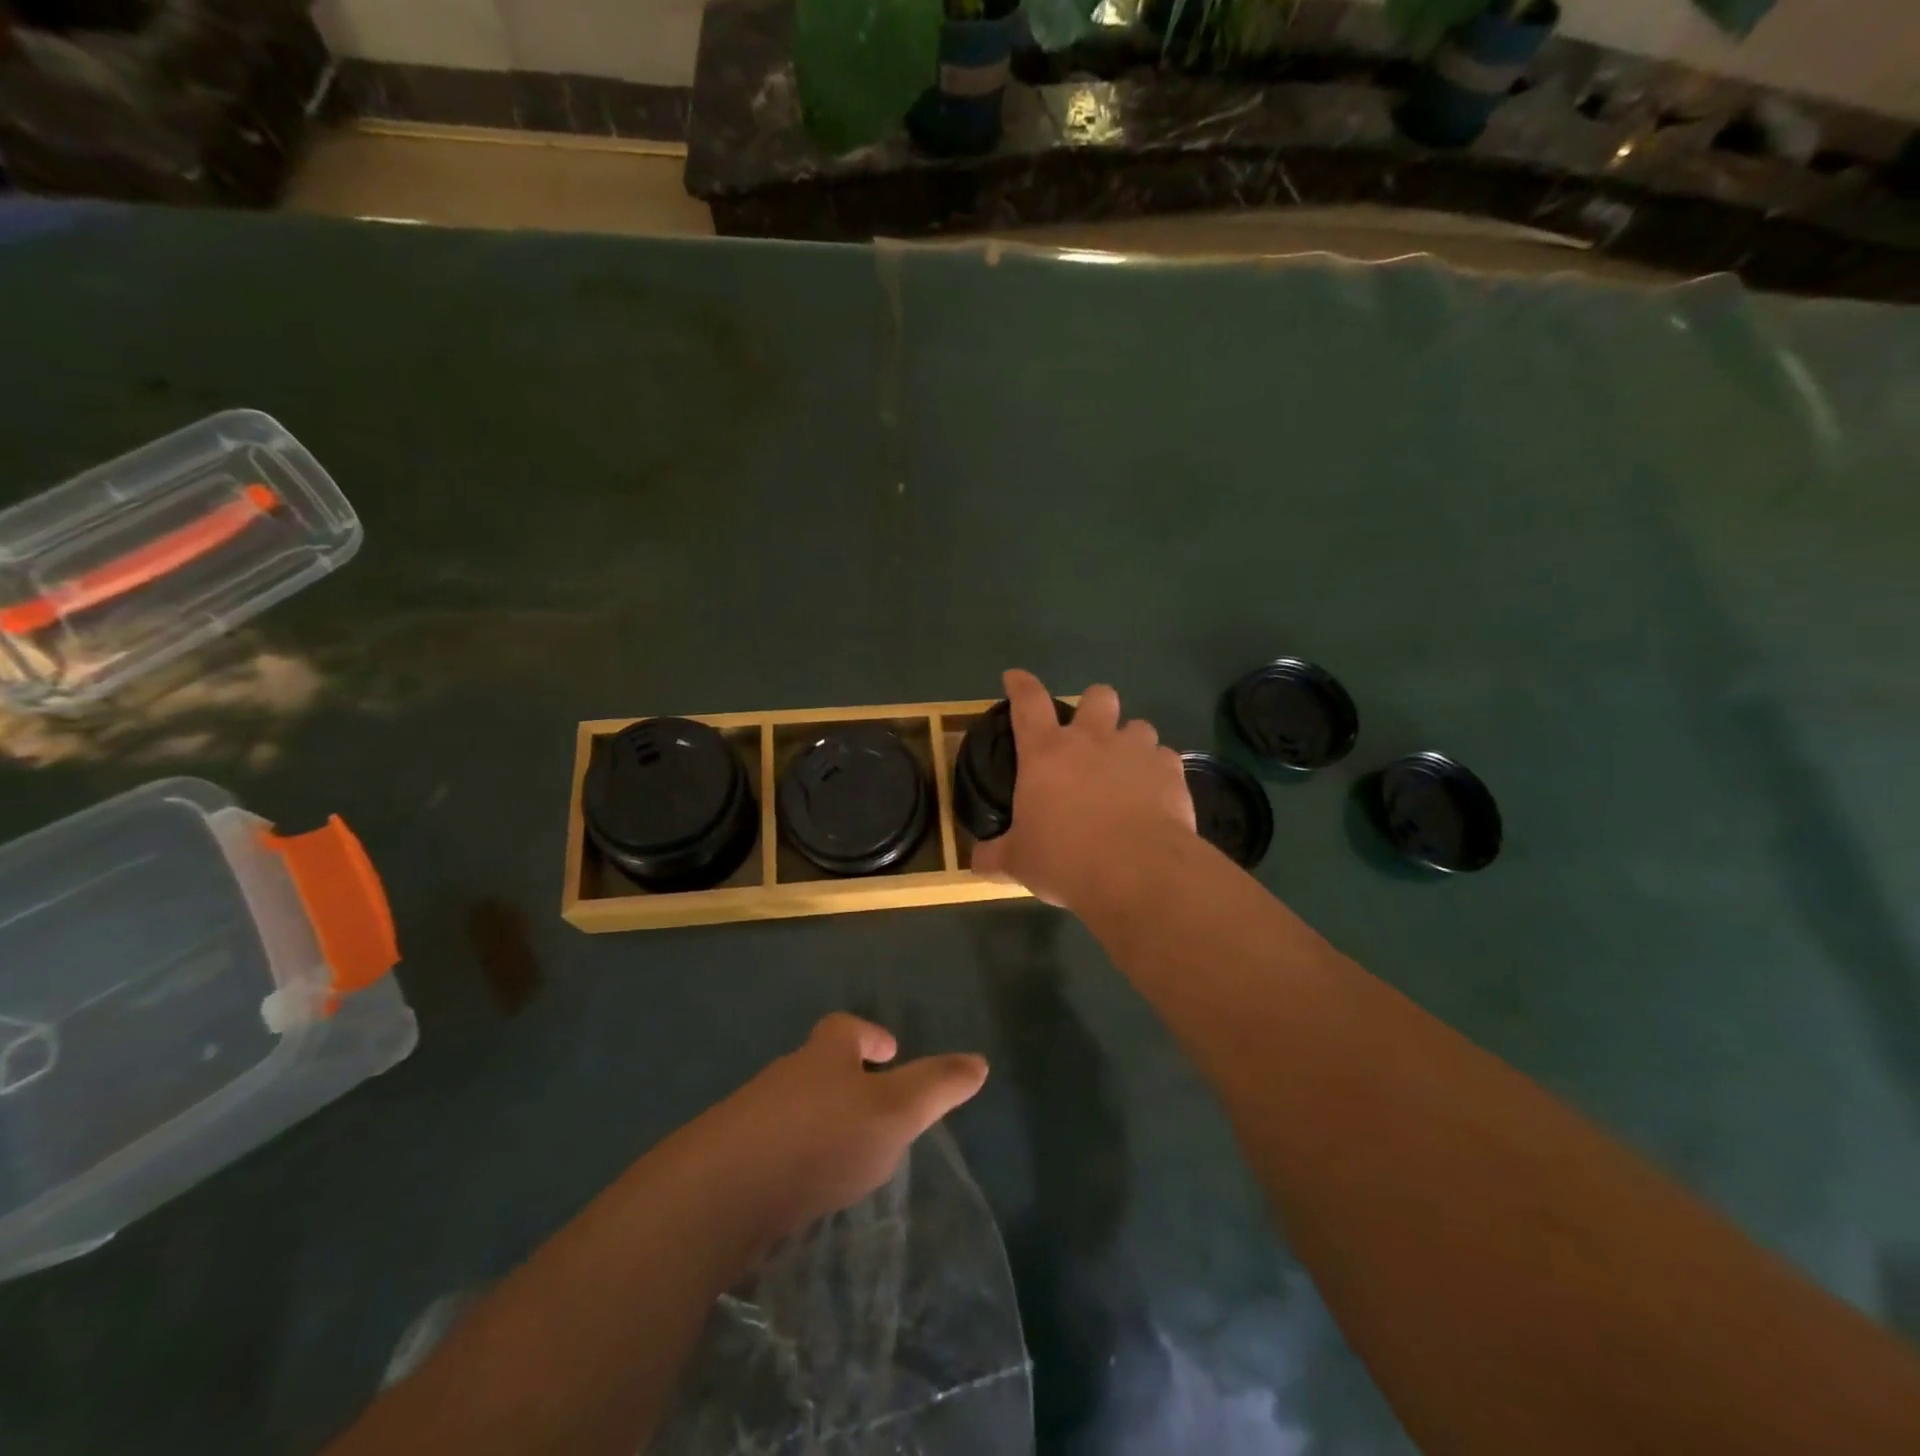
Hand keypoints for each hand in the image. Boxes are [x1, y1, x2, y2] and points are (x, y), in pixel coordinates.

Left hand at [699, 1014, 986, 1245]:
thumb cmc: (818, 1140)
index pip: (846, 1028)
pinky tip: (800, 1191)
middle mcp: (784, 1077)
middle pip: (816, 1066)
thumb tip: (980, 1062)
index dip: (870, 1036)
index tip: (889, 1051)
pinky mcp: (726, 1163)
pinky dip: (789, 1160)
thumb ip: (937, 1087)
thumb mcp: (894, 1112)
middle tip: (873, 1108)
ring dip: (816, 1123)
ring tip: (841, 1155)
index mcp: (823, 1056)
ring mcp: (748, 1119)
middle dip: (843, 1081)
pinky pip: (767, 1150)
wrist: (715, 1197)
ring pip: (791, 1110)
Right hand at [971, 668, 1195, 909]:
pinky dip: (1158, 772)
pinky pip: (1166, 758)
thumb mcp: (1019, 861)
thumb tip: (977, 861)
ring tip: (1126, 769)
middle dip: (1094, 706)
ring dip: (1130, 741)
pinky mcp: (1171, 772)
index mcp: (1046, 752)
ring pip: (1138, 725)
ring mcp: (1136, 752)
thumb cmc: (1066, 859)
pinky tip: (1154, 795)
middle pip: (1097, 696)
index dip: (1020, 685)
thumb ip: (996, 855)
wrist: (1138, 872)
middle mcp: (1092, 740)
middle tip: (1089, 734)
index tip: (1015, 678)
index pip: (1028, 702)